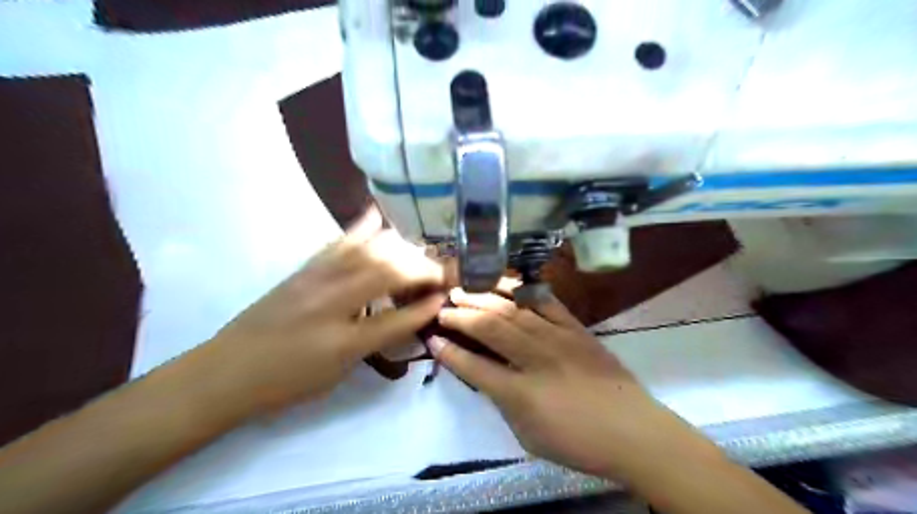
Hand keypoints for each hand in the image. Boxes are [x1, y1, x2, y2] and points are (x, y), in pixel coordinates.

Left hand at [203, 210, 443, 414]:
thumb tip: (408, 320)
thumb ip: (376, 343)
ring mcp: (317, 280)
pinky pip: (339, 242)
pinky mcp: (305, 269)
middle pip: (389, 273)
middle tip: (441, 271)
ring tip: (419, 252)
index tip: (446, 296)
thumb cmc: (286, 381)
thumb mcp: (338, 373)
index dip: (426, 307)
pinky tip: (378, 216)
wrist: (227, 370)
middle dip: (422, 269)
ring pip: (368, 251)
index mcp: (343, 341)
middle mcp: (333, 303)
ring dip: (400, 248)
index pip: (398, 319)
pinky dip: (362, 228)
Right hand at [430, 283, 706, 479]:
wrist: (632, 430)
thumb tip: (488, 375)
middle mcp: (536, 359)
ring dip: (484, 298)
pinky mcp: (576, 328)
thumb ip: (504, 402)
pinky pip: (545, 302)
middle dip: (461, 316)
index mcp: (521, 394)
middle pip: (490, 328)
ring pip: (513, 310)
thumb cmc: (578, 441)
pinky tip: (504, 283)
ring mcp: (558, 338)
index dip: (449, 353)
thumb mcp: (529, 435)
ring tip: (464, 290)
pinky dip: (521, 290)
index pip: (475, 367)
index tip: (432, 339)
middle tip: (443, 307)